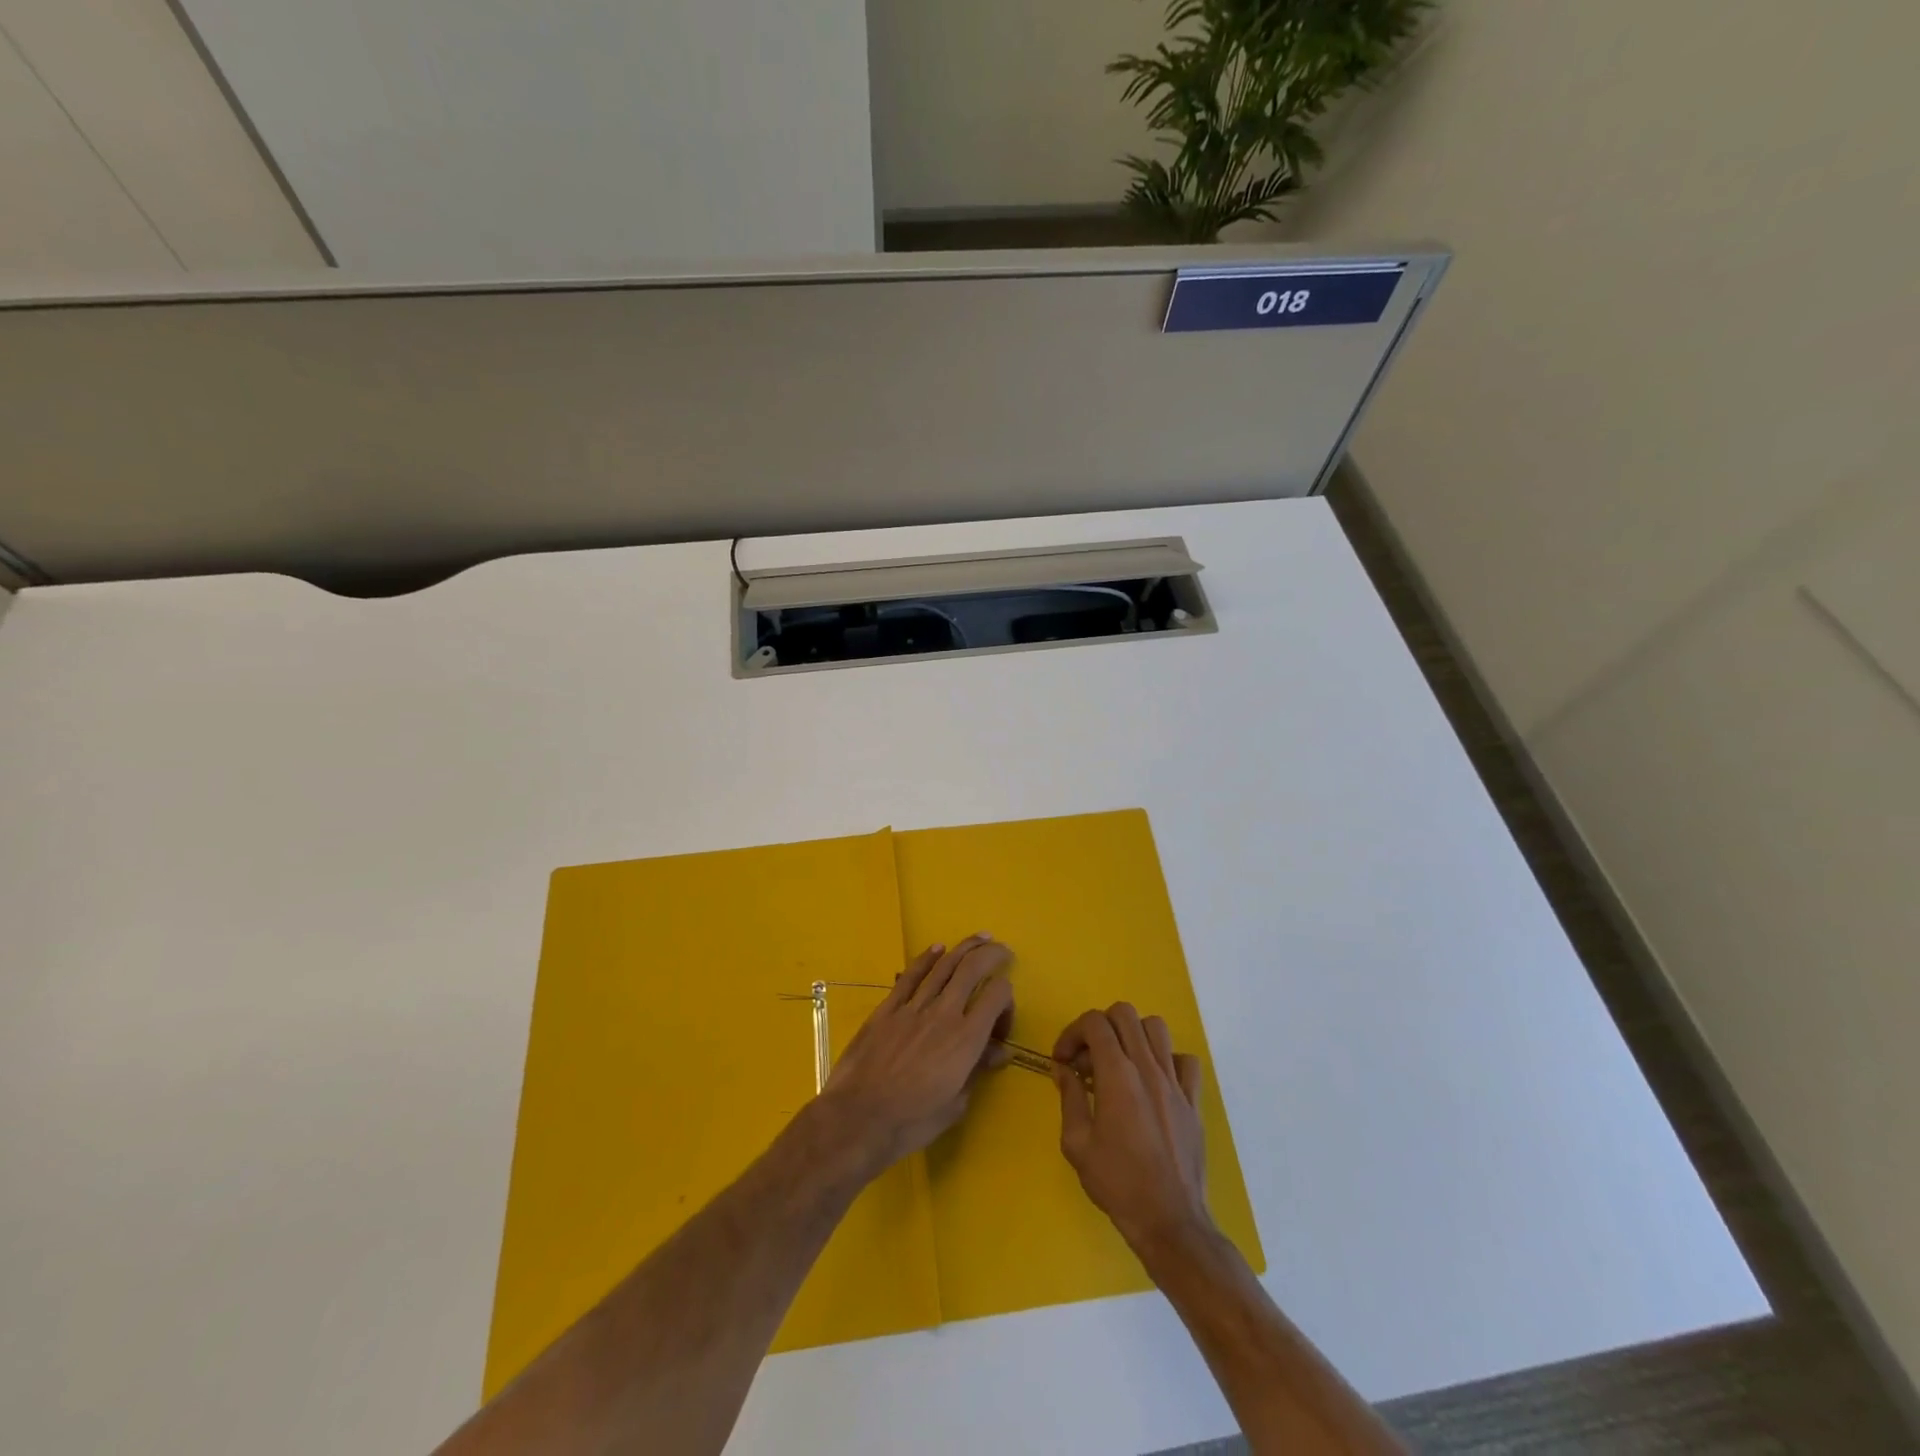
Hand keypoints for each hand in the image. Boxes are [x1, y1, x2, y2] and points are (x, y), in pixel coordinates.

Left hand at [817, 935, 1013, 1174]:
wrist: (860, 1117)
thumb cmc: (913, 1120)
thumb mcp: (956, 1103)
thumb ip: (978, 1069)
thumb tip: (1000, 1051)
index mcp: (967, 1038)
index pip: (997, 995)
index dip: (1007, 999)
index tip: (1002, 1020)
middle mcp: (944, 1013)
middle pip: (973, 968)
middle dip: (992, 954)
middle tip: (1002, 951)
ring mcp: (914, 1007)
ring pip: (944, 965)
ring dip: (964, 948)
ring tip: (979, 938)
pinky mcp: (888, 1008)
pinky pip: (911, 975)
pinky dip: (926, 958)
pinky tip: (937, 948)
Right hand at [1054, 1002, 1212, 1254]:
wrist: (1170, 1221)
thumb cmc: (1118, 1184)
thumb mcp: (1077, 1144)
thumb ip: (1069, 1098)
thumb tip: (1063, 1070)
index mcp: (1118, 1076)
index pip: (1094, 1023)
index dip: (1072, 1033)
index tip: (1063, 1061)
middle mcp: (1148, 1068)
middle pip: (1125, 1014)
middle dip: (1100, 1027)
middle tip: (1088, 1060)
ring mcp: (1175, 1082)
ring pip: (1156, 1028)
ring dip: (1133, 1036)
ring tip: (1120, 1064)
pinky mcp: (1193, 1101)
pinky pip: (1184, 1061)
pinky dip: (1166, 1061)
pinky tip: (1153, 1083)